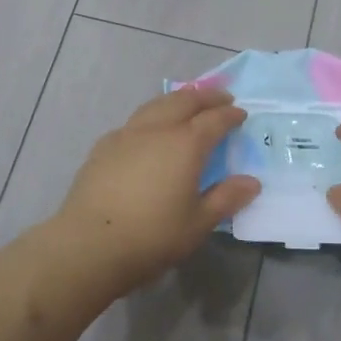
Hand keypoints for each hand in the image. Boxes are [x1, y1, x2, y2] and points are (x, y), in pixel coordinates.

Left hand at [53, 87, 260, 291]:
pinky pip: (134, 121)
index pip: (214, 120)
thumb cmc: (152, 236)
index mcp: (185, 144)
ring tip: (186, 103)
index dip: (230, 114)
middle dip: (205, 96)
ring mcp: (126, 134)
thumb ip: (225, 198)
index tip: (241, 113)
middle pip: (184, 100)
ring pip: (156, 105)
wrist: (88, 244)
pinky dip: (151, 116)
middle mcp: (157, 129)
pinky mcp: (104, 146)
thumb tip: (251, 182)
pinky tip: (149, 131)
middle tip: (220, 97)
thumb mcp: (198, 223)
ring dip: (177, 99)